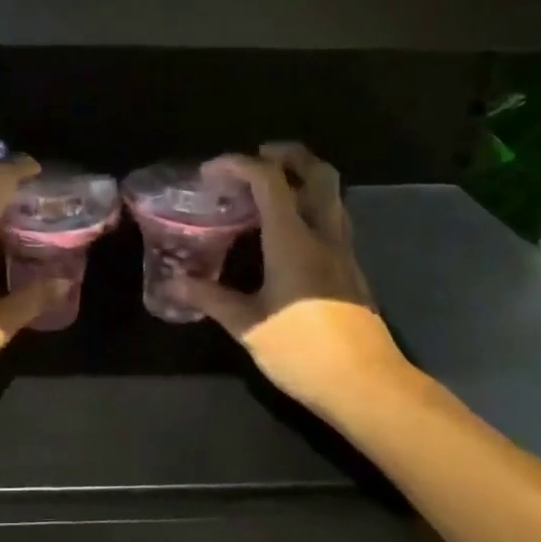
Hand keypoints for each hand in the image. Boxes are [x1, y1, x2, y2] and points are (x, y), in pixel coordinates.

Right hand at [174, 143, 373, 335]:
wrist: (366, 386)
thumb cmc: (302, 351)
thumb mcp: (247, 326)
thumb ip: (210, 298)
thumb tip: (174, 283)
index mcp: (294, 241)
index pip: (270, 181)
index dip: (238, 164)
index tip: (210, 171)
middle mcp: (324, 235)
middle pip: (318, 173)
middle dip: (288, 154)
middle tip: (257, 157)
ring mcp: (344, 252)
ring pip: (332, 195)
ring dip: (304, 179)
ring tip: (270, 190)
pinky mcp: (351, 271)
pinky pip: (333, 221)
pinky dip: (310, 208)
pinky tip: (287, 233)